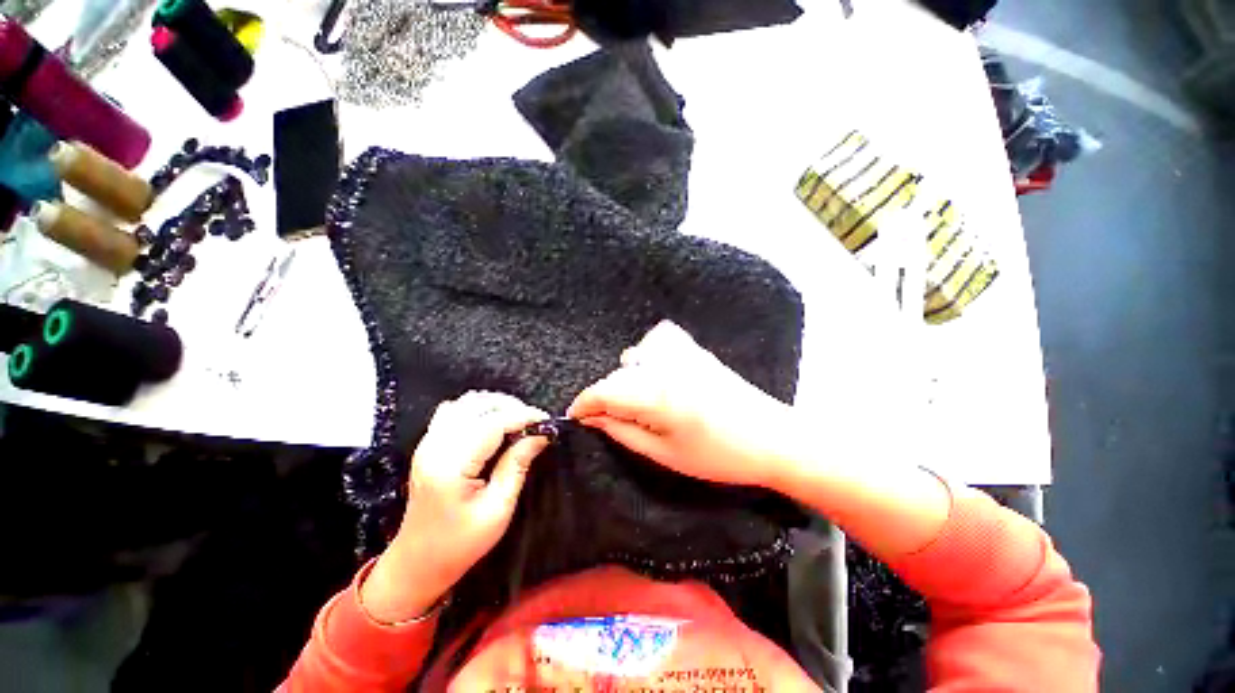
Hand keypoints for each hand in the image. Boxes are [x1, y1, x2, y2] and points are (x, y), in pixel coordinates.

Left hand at [361, 391, 549, 623]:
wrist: (417, 563)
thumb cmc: (460, 544)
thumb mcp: (498, 509)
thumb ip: (517, 466)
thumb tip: (540, 435)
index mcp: (451, 466)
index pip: (492, 423)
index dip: (523, 416)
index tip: (546, 421)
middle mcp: (435, 446)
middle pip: (479, 406)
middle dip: (512, 407)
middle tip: (535, 423)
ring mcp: (427, 442)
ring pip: (466, 402)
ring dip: (496, 405)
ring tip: (518, 420)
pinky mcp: (428, 444)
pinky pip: (454, 410)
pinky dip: (478, 408)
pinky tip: (492, 421)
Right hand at [568, 320, 794, 488]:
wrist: (773, 437)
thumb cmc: (719, 455)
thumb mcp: (664, 453)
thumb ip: (623, 431)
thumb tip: (593, 419)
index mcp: (655, 392)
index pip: (602, 390)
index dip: (583, 405)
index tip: (576, 419)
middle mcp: (663, 364)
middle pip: (616, 375)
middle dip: (604, 397)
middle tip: (609, 421)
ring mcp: (681, 352)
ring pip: (634, 357)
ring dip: (626, 379)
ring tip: (637, 402)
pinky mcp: (694, 349)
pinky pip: (657, 343)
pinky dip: (647, 357)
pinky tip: (657, 375)